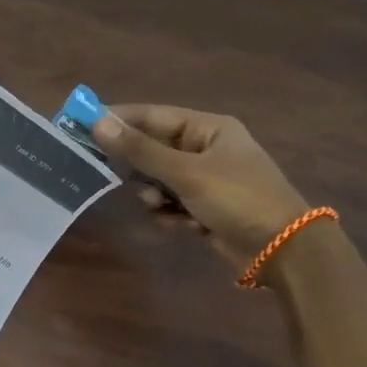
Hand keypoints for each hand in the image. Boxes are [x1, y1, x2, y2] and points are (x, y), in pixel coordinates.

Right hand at [91, 104, 311, 270]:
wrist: (283, 250)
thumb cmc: (238, 199)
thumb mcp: (186, 172)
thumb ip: (140, 150)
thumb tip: (97, 123)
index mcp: (209, 128)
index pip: (153, 115)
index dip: (119, 119)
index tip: (83, 125)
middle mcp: (206, 148)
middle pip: (153, 148)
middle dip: (138, 166)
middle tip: (111, 174)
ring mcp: (206, 178)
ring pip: (157, 178)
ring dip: (153, 194)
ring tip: (160, 205)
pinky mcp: (205, 205)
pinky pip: (170, 201)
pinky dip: (168, 212)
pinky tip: (178, 224)